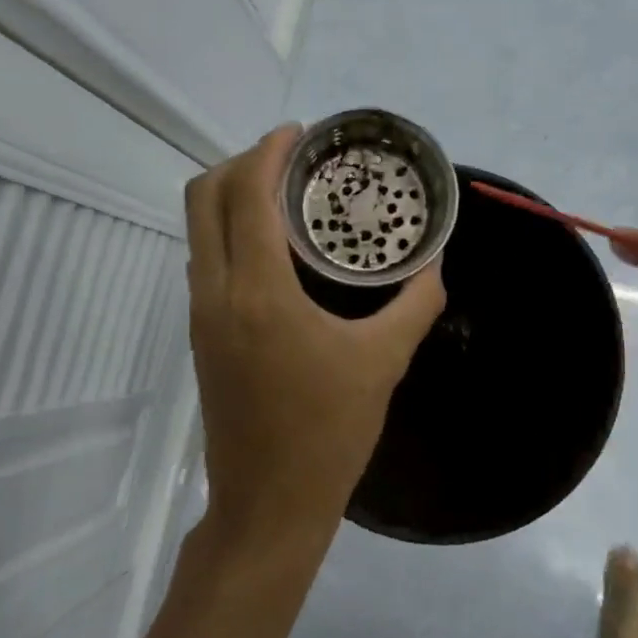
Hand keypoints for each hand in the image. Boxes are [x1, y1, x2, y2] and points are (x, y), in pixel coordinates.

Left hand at [186, 126, 446, 552]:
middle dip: (242, 162)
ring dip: (232, 195)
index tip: (300, 134)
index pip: (247, 194)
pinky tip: (274, 245)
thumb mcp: (383, 362)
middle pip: (204, 196)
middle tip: (292, 160)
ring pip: (198, 227)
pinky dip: (230, 229)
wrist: (268, 504)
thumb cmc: (328, 433)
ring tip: (285, 193)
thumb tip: (438, 262)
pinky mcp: (201, 334)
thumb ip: (415, 302)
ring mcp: (201, 314)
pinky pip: (205, 257)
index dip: (268, 151)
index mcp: (257, 291)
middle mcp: (216, 291)